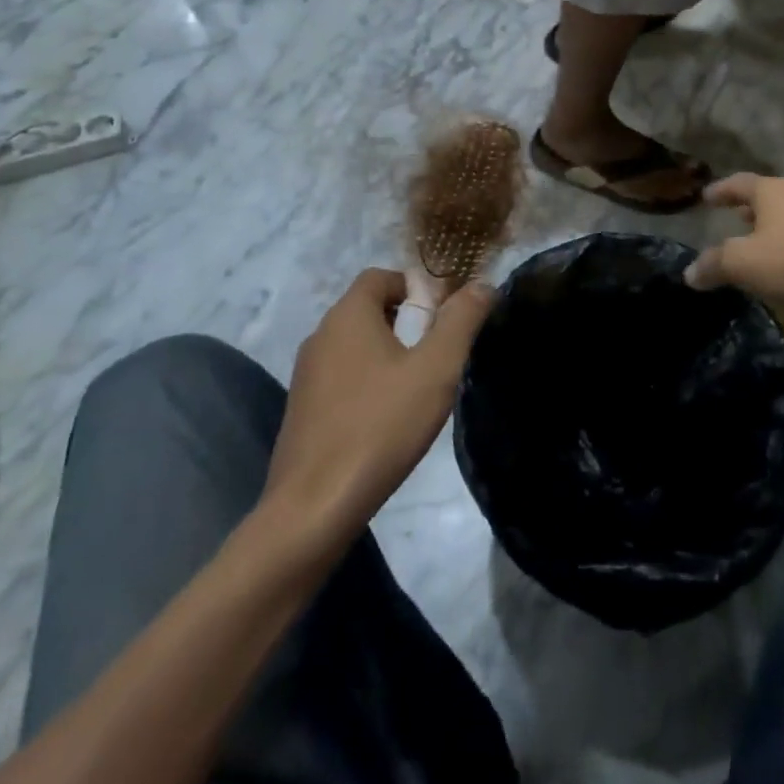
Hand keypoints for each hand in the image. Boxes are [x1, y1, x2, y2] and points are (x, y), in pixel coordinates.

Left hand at [262, 269, 494, 550]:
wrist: (313, 508)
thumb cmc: (380, 426)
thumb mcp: (435, 370)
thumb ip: (461, 321)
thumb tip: (482, 284)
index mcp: (348, 316)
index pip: (380, 276)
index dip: (415, 286)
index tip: (442, 317)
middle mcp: (320, 335)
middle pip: (367, 308)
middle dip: (406, 320)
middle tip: (436, 353)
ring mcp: (306, 374)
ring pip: (354, 344)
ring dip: (387, 352)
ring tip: (416, 387)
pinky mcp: (302, 409)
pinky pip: (341, 376)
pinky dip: (366, 382)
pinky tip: (385, 419)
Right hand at [686, 173, 783, 315]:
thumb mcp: (745, 264)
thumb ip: (715, 265)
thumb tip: (689, 272)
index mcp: (771, 190)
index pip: (738, 183)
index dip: (720, 191)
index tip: (706, 197)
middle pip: (768, 195)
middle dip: (749, 207)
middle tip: (734, 217)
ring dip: (774, 225)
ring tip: (762, 241)